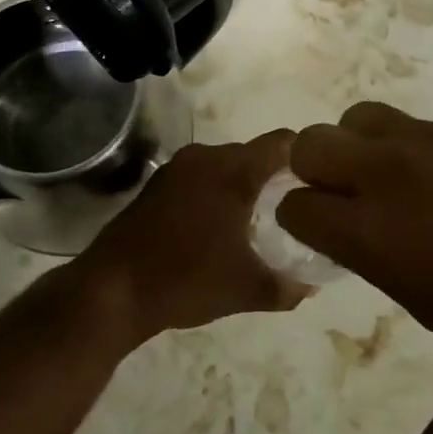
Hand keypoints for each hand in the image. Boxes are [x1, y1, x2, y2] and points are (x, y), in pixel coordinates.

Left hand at [81, 132, 307, 341]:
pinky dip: (215, 192)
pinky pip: (200, 176)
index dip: (306, 158)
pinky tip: (217, 226)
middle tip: (293, 210)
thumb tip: (312, 285)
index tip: (320, 183)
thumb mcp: (246, 289)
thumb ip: (288, 286)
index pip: (283, 143)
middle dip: (275, 178)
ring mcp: (177, 167)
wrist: (112, 290)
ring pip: (225, 165)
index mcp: (233, 171)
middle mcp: (206, 157)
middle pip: (254, 154)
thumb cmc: (186, 281)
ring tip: (257, 221)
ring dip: (242, 186)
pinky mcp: (157, 183)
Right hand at [277, 102, 432, 372]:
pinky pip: (407, 124)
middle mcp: (386, 173)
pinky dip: (400, 145)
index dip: (296, 218)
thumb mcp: (424, 304)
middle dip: (310, 168)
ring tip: (383, 176)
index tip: (312, 229)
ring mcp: (424, 142)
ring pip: (357, 117)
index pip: (296, 204)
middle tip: (338, 195)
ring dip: (355, 146)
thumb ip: (373, 258)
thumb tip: (349, 233)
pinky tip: (432, 175)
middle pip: (311, 142)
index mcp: (370, 231)